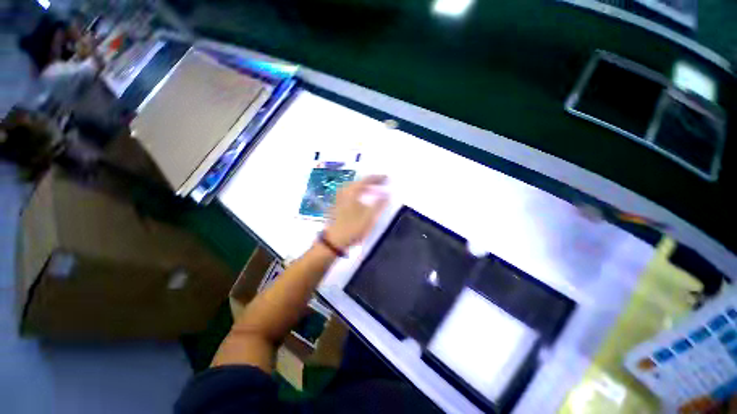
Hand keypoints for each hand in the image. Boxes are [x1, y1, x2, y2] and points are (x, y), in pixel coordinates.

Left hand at [324, 175, 388, 249]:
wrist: (333, 241)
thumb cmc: (352, 228)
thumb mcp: (370, 217)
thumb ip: (380, 203)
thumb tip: (388, 193)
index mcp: (351, 191)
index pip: (366, 179)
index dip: (378, 178)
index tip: (387, 178)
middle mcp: (344, 191)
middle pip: (359, 182)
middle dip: (372, 181)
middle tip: (382, 183)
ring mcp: (339, 197)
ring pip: (354, 188)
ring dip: (365, 187)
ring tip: (374, 190)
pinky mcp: (337, 204)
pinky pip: (350, 193)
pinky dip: (359, 193)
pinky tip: (363, 198)